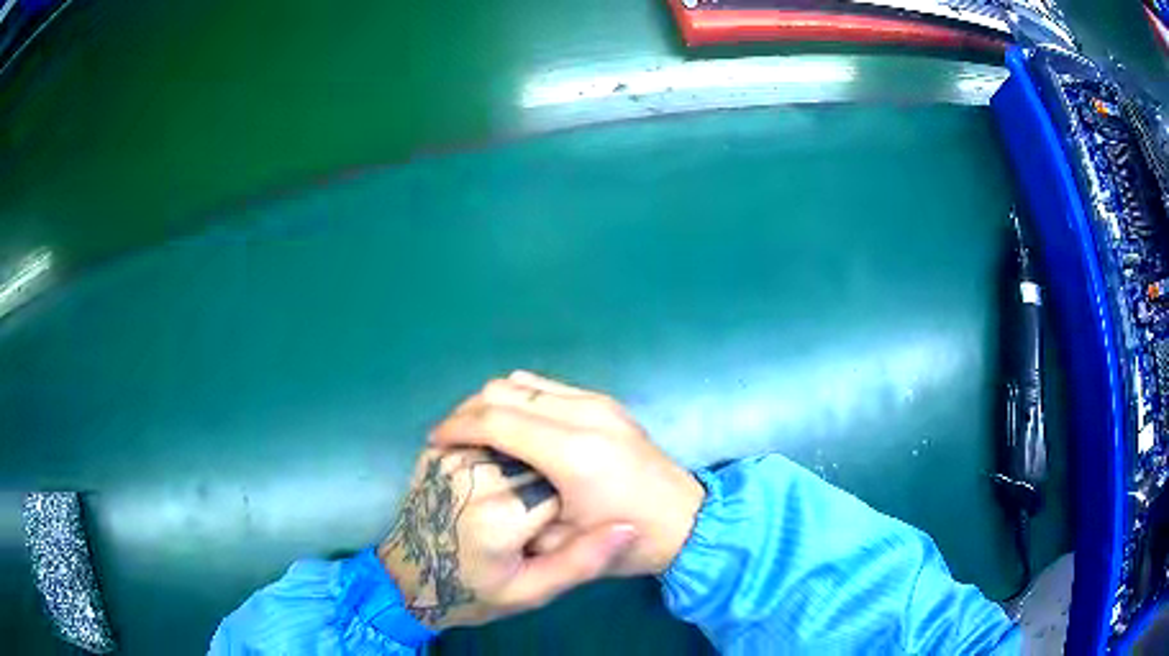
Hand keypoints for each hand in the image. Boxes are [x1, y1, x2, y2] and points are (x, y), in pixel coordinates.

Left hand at [378, 447, 635, 628]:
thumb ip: (581, 561)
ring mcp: (451, 458)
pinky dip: (499, 448)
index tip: (564, 522)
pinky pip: (482, 436)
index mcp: (502, 517)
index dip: (574, 501)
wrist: (408, 579)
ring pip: (513, 440)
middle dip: (549, 479)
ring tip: (518, 491)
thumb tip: (629, 527)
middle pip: (538, 457)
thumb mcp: (531, 591)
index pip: (564, 486)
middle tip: (537, 512)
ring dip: (526, 459)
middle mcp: (475, 477)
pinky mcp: (436, 451)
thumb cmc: (473, 592)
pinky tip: (499, 473)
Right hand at [430, 371, 705, 576]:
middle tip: (451, 438)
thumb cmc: (629, 543)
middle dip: (468, 410)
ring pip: (525, 383)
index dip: (457, 427)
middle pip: (505, 391)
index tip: (435, 442)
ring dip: (493, 402)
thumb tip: (483, 482)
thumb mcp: (564, 543)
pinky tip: (513, 428)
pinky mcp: (606, 403)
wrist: (688, 523)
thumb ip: (516, 511)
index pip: (495, 421)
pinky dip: (520, 400)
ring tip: (477, 432)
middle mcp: (584, 415)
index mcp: (573, 453)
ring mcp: (598, 403)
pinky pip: (548, 388)